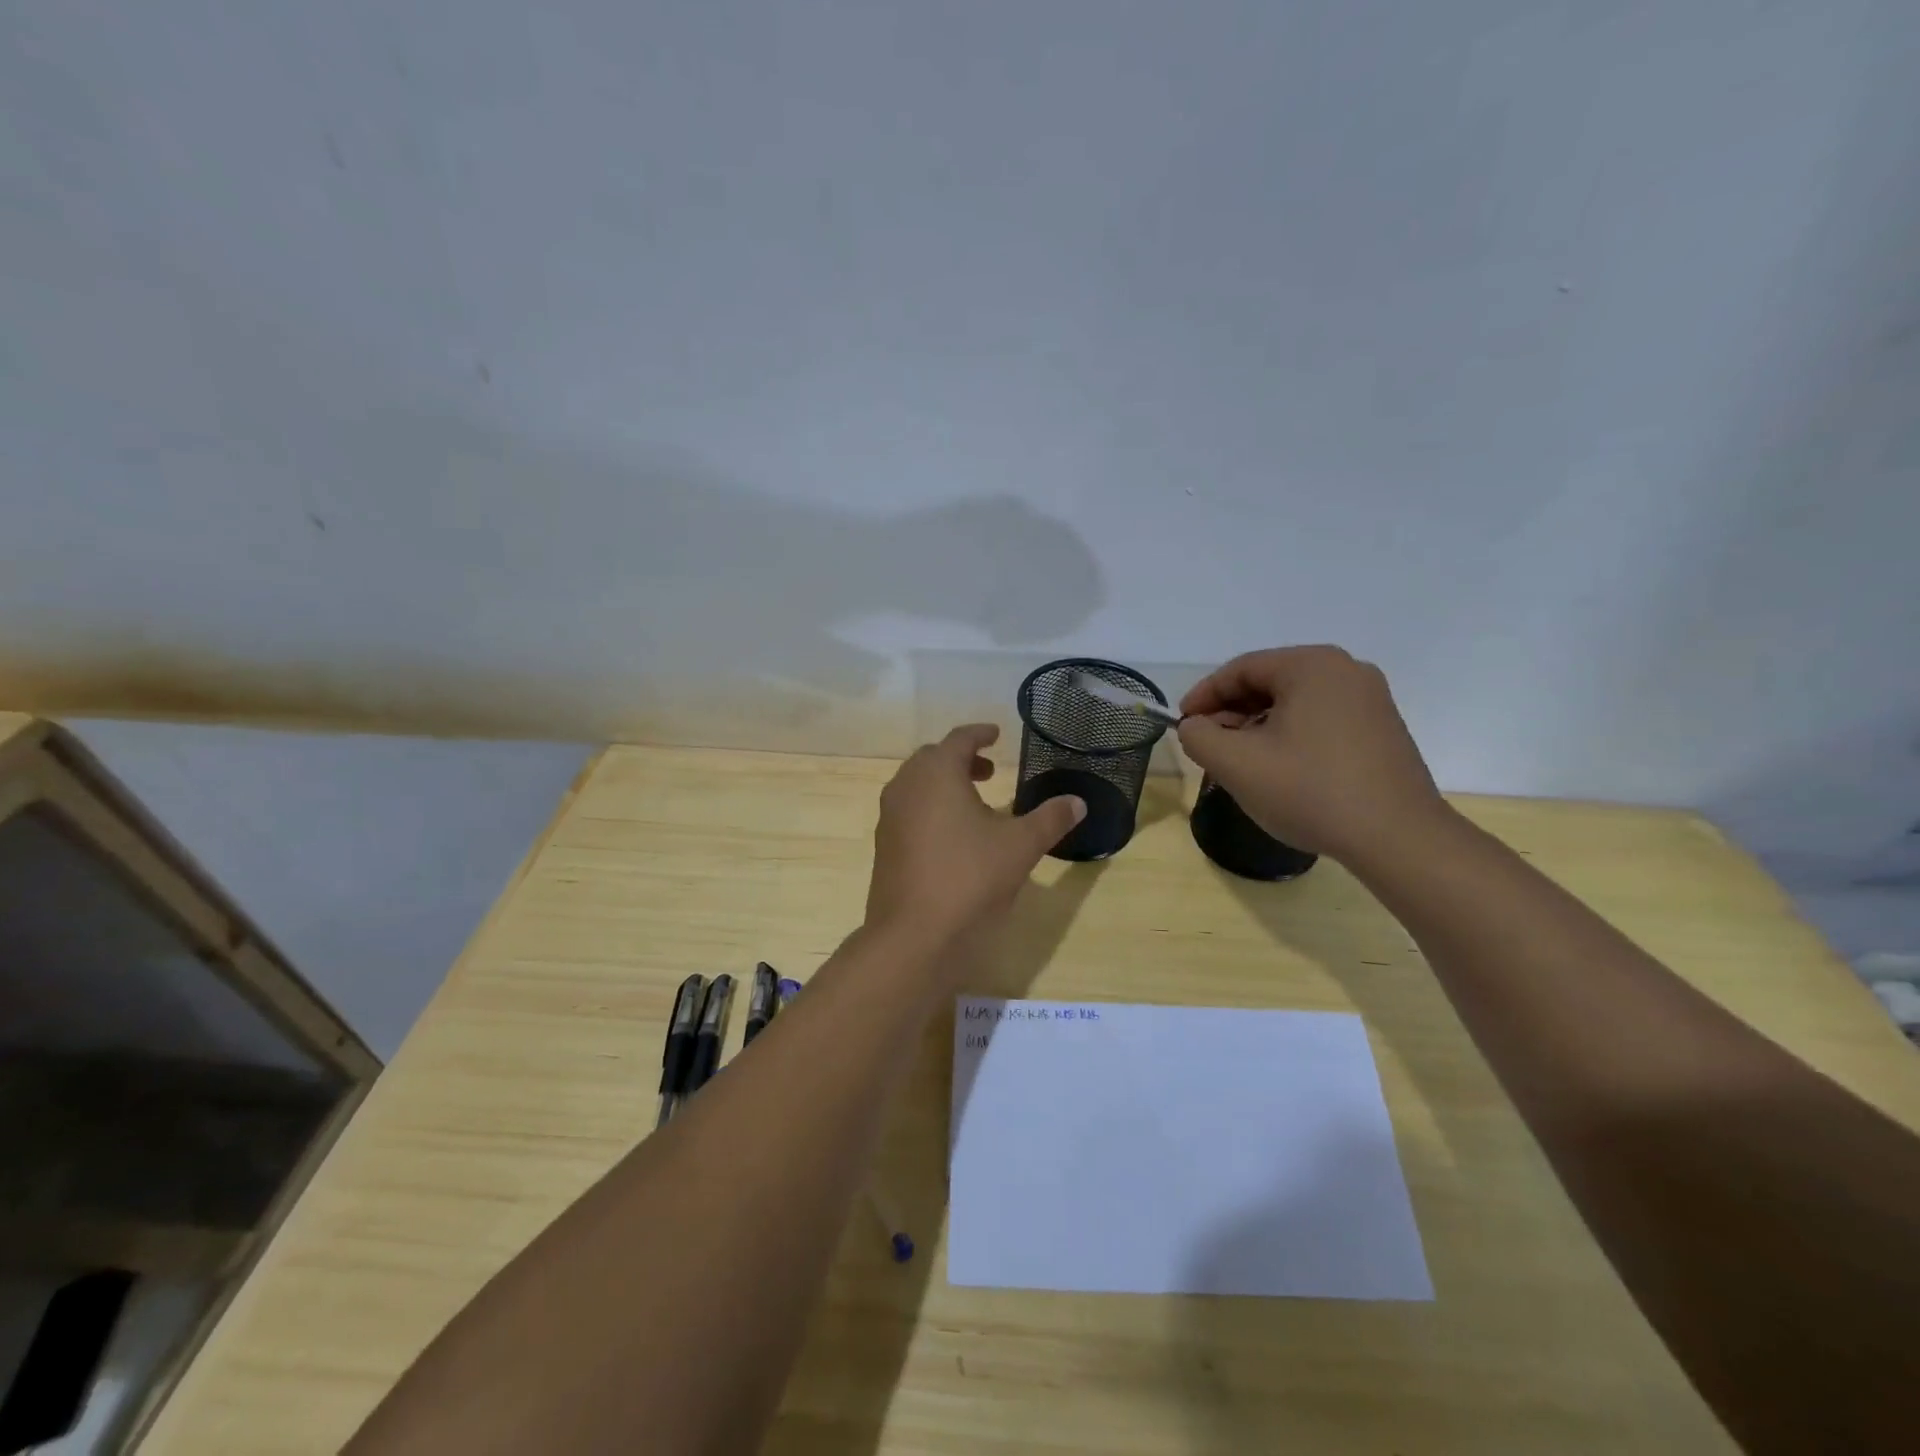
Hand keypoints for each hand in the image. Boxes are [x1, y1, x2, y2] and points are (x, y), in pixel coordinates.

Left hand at [866, 725, 1085, 950]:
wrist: (913, 935)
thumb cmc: (970, 878)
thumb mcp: (1020, 846)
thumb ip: (1050, 819)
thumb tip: (1077, 802)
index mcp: (936, 773)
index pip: (959, 739)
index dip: (979, 734)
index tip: (996, 734)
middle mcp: (906, 787)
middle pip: (933, 759)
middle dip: (961, 759)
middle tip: (989, 771)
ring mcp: (889, 817)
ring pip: (917, 785)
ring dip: (944, 784)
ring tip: (975, 804)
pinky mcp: (884, 846)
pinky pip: (908, 812)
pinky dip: (930, 808)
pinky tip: (953, 837)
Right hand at [1177, 646, 1447, 863]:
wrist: (1397, 838)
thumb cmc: (1310, 791)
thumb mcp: (1236, 764)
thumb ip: (1199, 737)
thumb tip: (1195, 727)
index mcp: (1311, 666)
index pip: (1241, 669)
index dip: (1204, 695)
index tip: (1183, 724)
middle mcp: (1345, 671)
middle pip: (1269, 682)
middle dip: (1231, 713)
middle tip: (1208, 745)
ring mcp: (1370, 700)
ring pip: (1294, 703)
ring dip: (1258, 727)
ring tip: (1239, 762)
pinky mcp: (1382, 729)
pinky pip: (1321, 720)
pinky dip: (1290, 736)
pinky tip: (1279, 769)